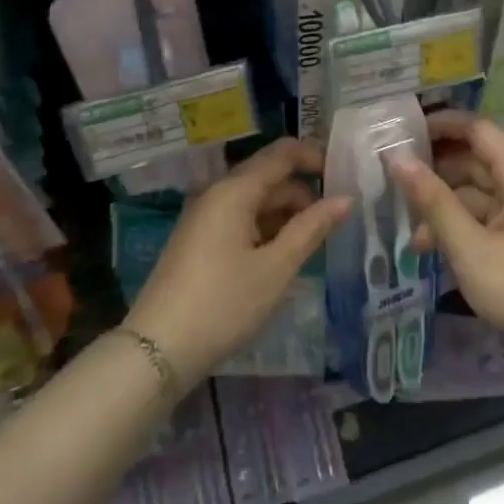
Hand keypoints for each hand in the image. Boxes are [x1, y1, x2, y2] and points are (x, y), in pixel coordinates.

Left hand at [124, 138, 349, 382]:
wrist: (158, 349)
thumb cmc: (224, 304)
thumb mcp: (276, 268)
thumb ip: (312, 228)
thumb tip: (345, 198)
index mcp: (235, 190)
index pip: (282, 153)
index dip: (315, 157)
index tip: (344, 177)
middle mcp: (217, 192)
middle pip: (268, 175)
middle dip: (303, 193)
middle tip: (335, 222)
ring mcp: (203, 216)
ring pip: (254, 199)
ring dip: (285, 213)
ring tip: (313, 244)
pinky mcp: (197, 239)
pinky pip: (239, 218)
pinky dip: (265, 227)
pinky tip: (281, 256)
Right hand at [389, 111, 503, 360]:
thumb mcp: (468, 245)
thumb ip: (432, 200)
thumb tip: (397, 158)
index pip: (478, 129)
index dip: (443, 123)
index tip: (405, 129)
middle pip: (473, 160)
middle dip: (435, 169)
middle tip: (393, 176)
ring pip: (473, 193)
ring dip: (440, 204)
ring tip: (408, 228)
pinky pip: (480, 218)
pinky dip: (454, 226)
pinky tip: (428, 249)